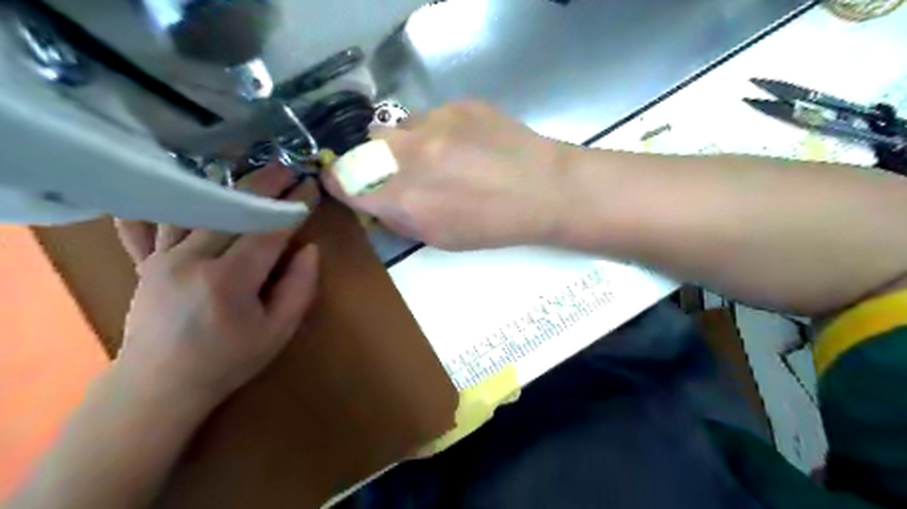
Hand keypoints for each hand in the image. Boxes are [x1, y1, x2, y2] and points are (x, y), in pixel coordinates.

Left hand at [114, 168, 316, 408]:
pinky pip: (149, 224)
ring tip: (249, 172)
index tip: (310, 187)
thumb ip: (299, 288)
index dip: (292, 206)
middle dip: (264, 185)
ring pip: (196, 208)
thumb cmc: (228, 361)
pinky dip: (161, 201)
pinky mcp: (146, 262)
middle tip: (287, 168)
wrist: (160, 386)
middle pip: (233, 210)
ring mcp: (162, 257)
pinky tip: (167, 181)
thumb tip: (309, 249)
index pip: (268, 230)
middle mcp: (192, 259)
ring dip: (226, 186)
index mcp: (229, 280)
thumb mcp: (278, 332)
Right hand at [325, 101, 564, 250]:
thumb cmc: (494, 226)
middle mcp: (410, 154)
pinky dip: (435, 131)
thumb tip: (376, 202)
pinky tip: (464, 144)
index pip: (344, 180)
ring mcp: (434, 123)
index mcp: (405, 197)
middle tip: (402, 173)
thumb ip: (400, 219)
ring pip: (397, 128)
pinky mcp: (457, 104)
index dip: (343, 183)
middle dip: (375, 162)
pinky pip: (428, 116)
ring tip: (439, 157)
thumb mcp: (440, 239)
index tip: (350, 185)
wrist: (544, 189)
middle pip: (365, 147)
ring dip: (406, 145)